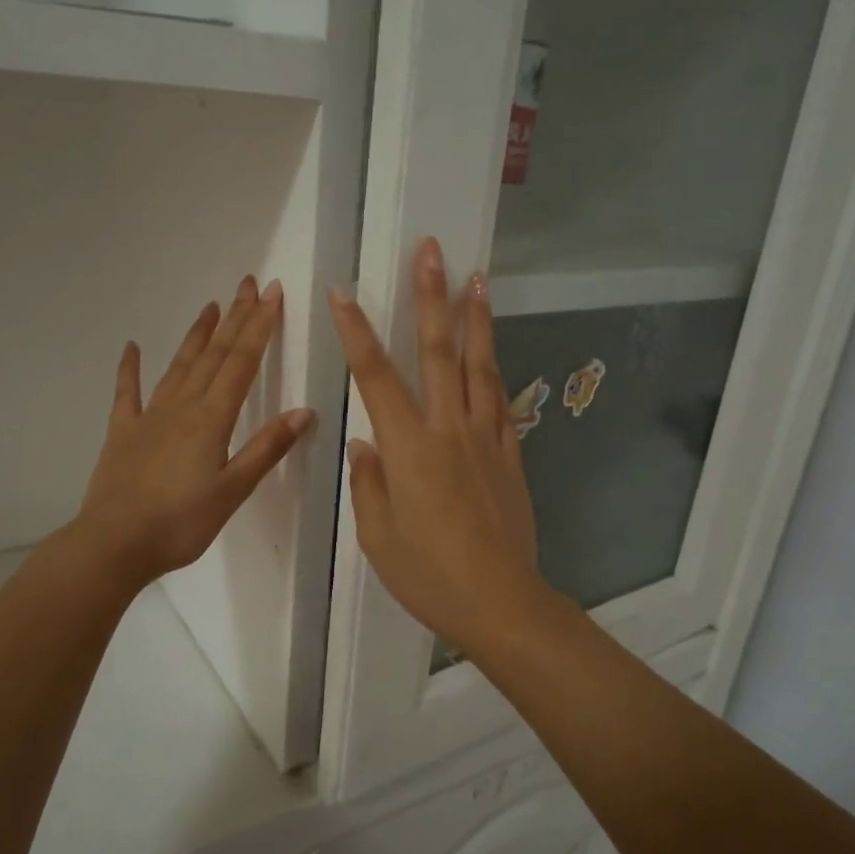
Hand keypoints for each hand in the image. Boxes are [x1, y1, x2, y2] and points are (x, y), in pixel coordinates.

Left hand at [77, 276, 312, 586]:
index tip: (271, 293)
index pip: (242, 363)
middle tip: (247, 284)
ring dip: (197, 335)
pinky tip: (132, 347)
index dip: (259, 326)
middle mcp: (182, 407)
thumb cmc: (180, 523)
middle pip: (213, 355)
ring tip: (209, 307)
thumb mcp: (233, 491)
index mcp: (211, 419)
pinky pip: (127, 393)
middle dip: (234, 319)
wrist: (114, 543)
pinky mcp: (123, 432)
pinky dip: (130, 368)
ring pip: (178, 366)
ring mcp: (149, 416)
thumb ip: (266, 449)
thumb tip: (303, 411)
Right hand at [327, 238, 549, 657]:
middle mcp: (449, 430)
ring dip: (476, 319)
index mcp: (408, 448)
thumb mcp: (378, 537)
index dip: (356, 331)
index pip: (375, 376)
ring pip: (480, 366)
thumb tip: (365, 442)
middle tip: (431, 252)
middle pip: (438, 352)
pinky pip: (502, 403)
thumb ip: (369, 482)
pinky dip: (495, 372)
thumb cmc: (429, 575)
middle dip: (431, 298)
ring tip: (477, 278)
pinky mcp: (511, 455)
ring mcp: (486, 439)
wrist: (501, 601)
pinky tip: (494, 355)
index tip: (343, 292)